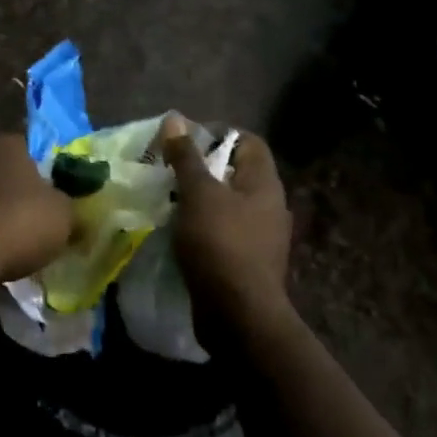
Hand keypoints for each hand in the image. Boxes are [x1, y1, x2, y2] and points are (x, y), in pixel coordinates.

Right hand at [161, 117, 291, 311]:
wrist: (238, 316)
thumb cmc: (221, 245)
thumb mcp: (198, 195)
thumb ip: (186, 157)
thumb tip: (175, 120)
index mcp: (265, 185)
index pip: (249, 142)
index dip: (219, 133)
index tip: (185, 139)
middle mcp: (269, 207)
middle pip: (237, 173)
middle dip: (203, 167)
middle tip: (169, 167)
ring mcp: (260, 238)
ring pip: (228, 205)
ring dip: (199, 199)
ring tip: (167, 197)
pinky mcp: (246, 263)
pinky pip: (223, 232)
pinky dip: (201, 226)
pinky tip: (178, 231)